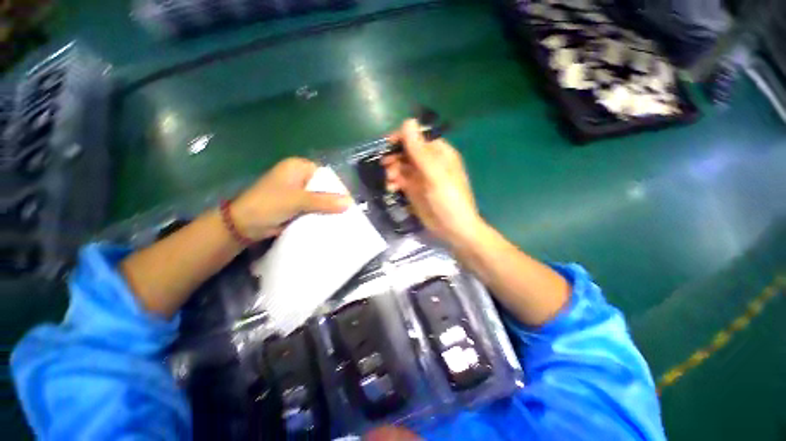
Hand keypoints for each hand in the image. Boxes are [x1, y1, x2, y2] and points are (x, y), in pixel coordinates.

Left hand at [231, 158, 350, 240]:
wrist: (244, 224)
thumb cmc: (269, 204)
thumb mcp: (298, 200)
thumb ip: (324, 201)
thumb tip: (350, 202)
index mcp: (298, 167)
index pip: (326, 175)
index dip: (338, 187)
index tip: (348, 202)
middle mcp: (299, 177)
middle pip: (324, 187)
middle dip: (334, 199)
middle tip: (347, 211)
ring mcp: (298, 192)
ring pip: (320, 198)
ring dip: (328, 208)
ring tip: (342, 218)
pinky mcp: (296, 205)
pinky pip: (314, 207)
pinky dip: (321, 213)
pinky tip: (330, 221)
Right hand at [382, 119, 484, 245]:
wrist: (453, 230)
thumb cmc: (449, 200)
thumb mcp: (435, 175)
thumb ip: (420, 151)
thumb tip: (408, 121)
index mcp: (439, 153)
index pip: (418, 137)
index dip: (403, 138)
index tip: (387, 145)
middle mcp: (429, 162)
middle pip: (407, 151)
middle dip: (395, 157)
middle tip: (387, 166)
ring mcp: (420, 177)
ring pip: (401, 166)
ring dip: (392, 170)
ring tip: (390, 181)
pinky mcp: (414, 190)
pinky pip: (400, 180)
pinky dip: (393, 182)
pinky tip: (391, 189)